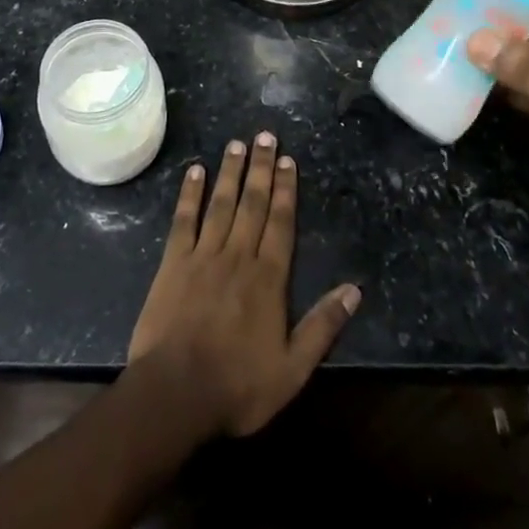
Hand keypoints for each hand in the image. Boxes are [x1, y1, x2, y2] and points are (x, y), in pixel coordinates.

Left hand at [128, 134, 360, 437]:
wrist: (175, 393)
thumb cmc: (237, 386)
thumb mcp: (292, 369)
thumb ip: (323, 327)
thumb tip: (355, 290)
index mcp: (268, 278)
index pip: (281, 222)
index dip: (286, 189)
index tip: (288, 160)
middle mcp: (238, 255)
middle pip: (252, 203)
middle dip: (261, 168)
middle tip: (265, 135)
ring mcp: (203, 255)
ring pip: (221, 203)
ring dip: (230, 171)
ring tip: (237, 143)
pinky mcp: (173, 262)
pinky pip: (184, 220)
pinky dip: (190, 194)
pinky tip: (195, 171)